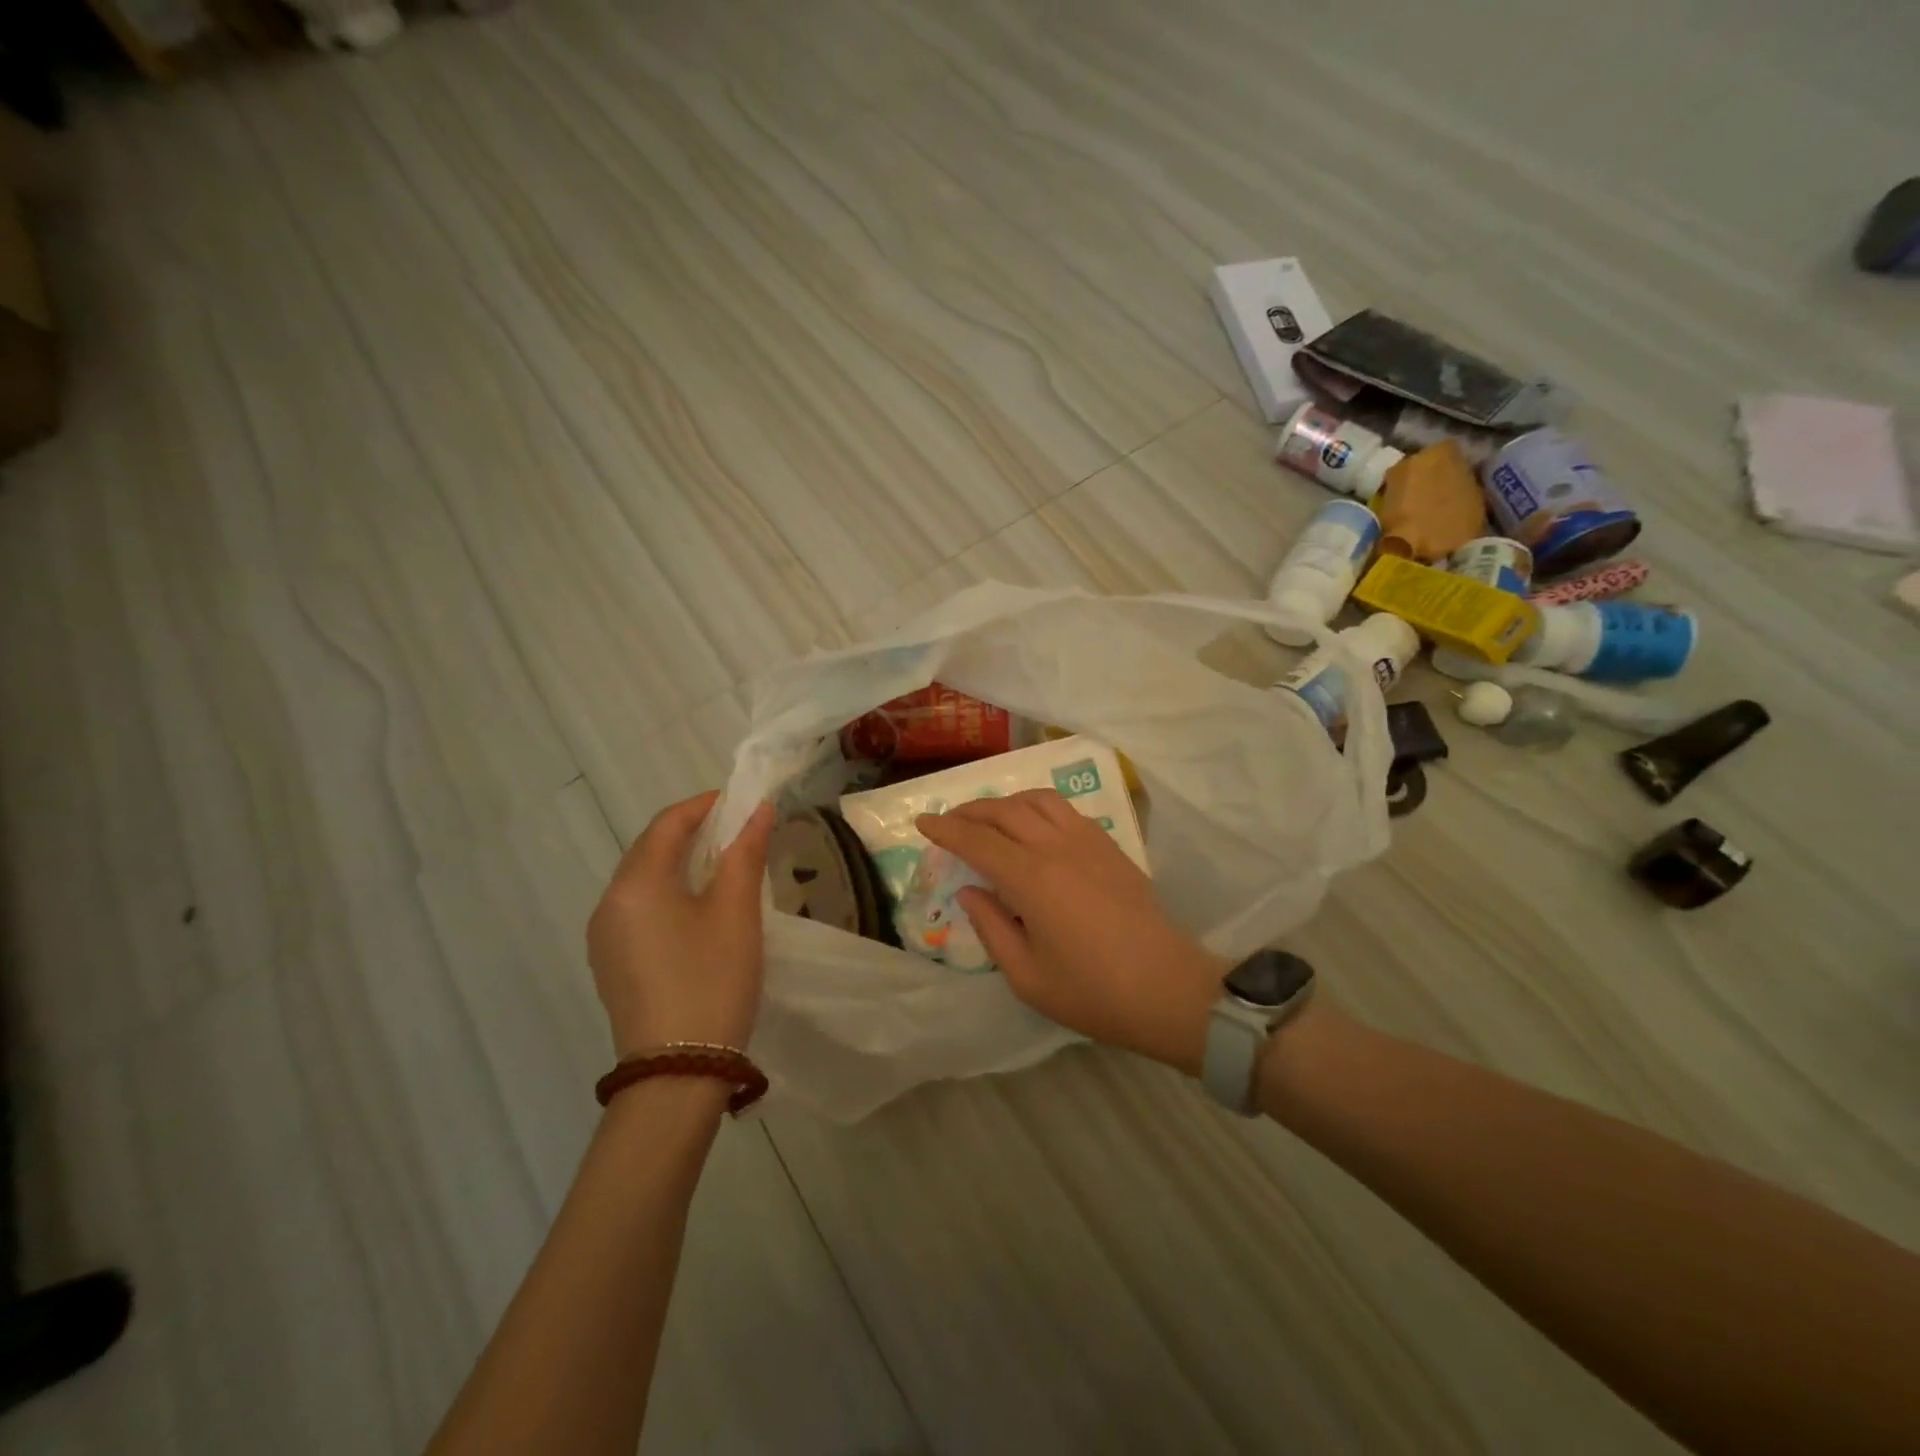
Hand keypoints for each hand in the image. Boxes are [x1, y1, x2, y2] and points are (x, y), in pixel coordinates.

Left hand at [587, 791, 775, 1059]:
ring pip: (643, 881)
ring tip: (723, 865)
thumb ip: (745, 853)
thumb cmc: (712, 980)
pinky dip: (668, 893)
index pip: (667, 824)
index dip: (704, 805)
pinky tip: (698, 908)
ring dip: (680, 863)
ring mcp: (604, 937)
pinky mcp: (611, 964)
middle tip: (737, 830)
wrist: (678, 1072)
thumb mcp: (737, 912)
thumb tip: (759, 810)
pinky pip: (639, 909)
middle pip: (649, 850)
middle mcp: (608, 903)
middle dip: (692, 832)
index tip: (740, 800)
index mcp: (635, 884)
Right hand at [917, 790, 1225, 1073]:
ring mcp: (1088, 842)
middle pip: (1005, 811)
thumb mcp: (1027, 977)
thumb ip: (991, 928)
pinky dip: (1038, 807)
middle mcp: (1057, 848)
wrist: (1168, 989)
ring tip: (989, 817)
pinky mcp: (1110, 846)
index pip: (977, 841)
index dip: (946, 829)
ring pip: (1038, 800)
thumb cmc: (1093, 993)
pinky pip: (1066, 810)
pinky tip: (1034, 825)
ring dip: (1006, 802)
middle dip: (971, 811)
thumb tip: (969, 892)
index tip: (922, 822)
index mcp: (1032, 880)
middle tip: (949, 821)